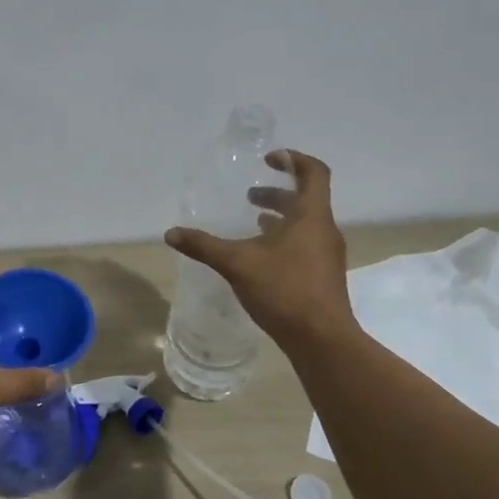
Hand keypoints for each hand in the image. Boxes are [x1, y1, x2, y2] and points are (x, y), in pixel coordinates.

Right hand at [165, 149, 360, 347]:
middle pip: (306, 199)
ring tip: (253, 223)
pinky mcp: (323, 276)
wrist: (322, 339)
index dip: (293, 160)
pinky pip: (305, 245)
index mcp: (311, 216)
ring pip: (305, 224)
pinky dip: (284, 240)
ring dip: (281, 218)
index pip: (313, 173)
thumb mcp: (237, 264)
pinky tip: (261, 257)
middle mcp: (324, 230)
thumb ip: (204, 246)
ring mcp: (327, 255)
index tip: (269, 159)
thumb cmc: (284, 290)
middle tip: (250, 195)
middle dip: (278, 193)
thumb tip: (171, 233)